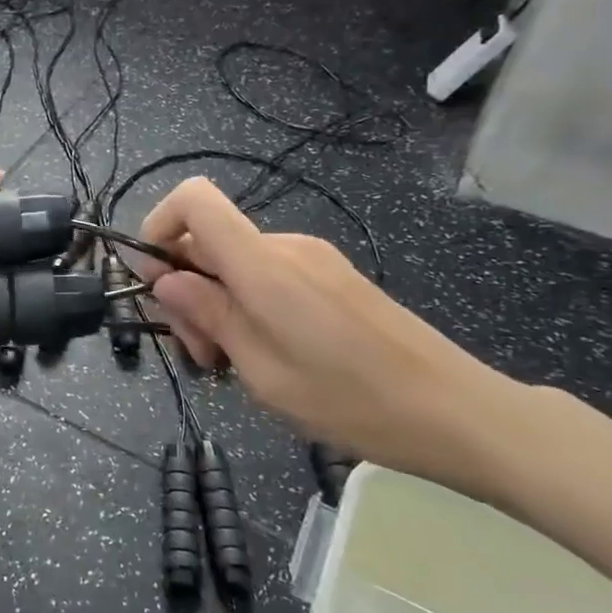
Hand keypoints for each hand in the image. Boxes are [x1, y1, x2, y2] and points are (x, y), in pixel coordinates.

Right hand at [134, 177, 523, 487]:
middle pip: (207, 242)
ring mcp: (312, 259)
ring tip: (236, 364)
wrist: (458, 411)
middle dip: (187, 291)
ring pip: (234, 264)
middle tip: (203, 356)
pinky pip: (267, 276)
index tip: (153, 282)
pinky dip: (248, 307)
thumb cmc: (352, 399)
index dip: (157, 226)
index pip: (194, 200)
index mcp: (263, 264)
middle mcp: (285, 246)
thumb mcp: (263, 370)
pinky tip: (267, 355)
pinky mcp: (331, 276)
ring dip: (217, 306)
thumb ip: (209, 315)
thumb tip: (165, 279)